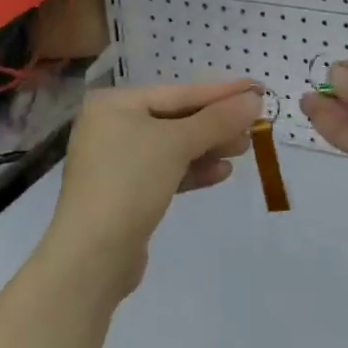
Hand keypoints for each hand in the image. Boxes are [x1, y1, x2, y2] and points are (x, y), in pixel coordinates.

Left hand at [46, 80, 263, 299]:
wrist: (91, 259)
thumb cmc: (130, 183)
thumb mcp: (176, 144)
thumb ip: (217, 120)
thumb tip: (254, 100)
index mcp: (115, 104)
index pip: (178, 92)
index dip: (220, 92)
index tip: (256, 89)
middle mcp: (112, 126)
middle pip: (175, 118)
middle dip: (216, 123)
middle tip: (254, 125)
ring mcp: (115, 162)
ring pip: (172, 146)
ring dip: (208, 147)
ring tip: (244, 149)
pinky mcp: (124, 194)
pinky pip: (165, 171)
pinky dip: (192, 170)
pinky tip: (221, 173)